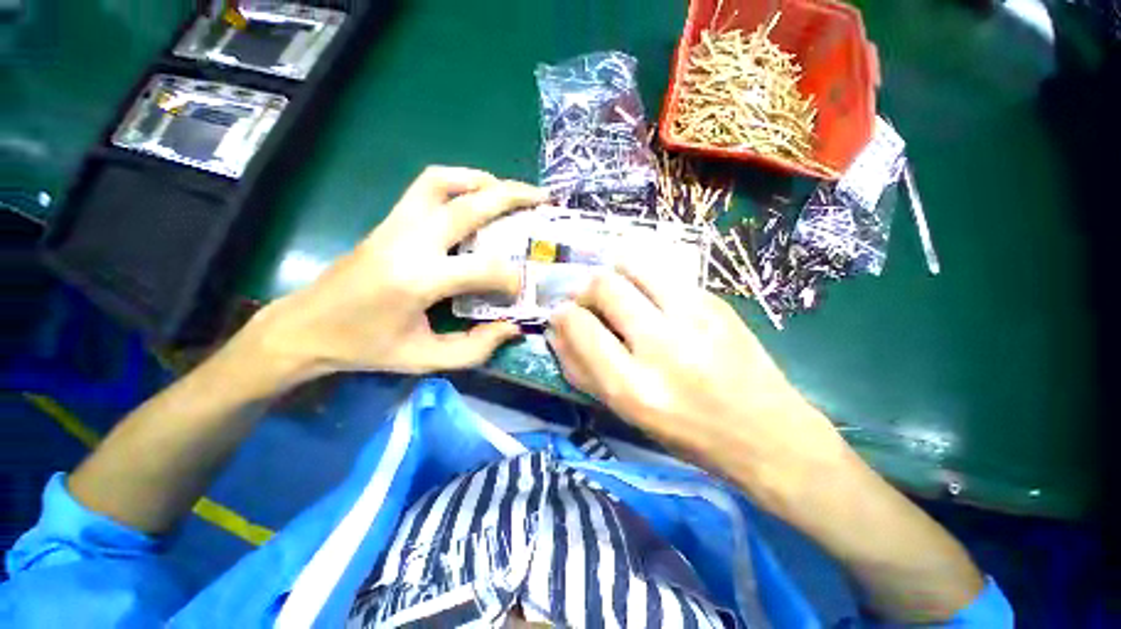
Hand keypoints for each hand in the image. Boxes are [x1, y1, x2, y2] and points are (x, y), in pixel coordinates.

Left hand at [243, 166, 546, 383]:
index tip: (522, 290)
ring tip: (508, 190)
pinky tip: (474, 195)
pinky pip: (426, 186)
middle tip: (542, 198)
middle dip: (512, 197)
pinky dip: (457, 181)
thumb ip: (475, 348)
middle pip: (468, 206)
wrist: (306, 327)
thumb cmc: (366, 348)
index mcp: (417, 280)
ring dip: (481, 180)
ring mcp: (396, 225)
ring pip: (442, 181)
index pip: (482, 268)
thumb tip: (513, 327)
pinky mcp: (389, 221)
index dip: (511, 278)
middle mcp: (408, 242)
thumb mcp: (425, 360)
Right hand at [546, 263, 845, 511]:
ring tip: (615, 286)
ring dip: (614, 270)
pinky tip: (648, 292)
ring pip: (635, 265)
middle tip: (588, 299)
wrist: (767, 434)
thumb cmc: (688, 434)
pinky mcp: (717, 303)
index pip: (580, 327)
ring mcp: (694, 318)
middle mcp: (662, 346)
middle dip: (586, 288)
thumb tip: (557, 332)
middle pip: (605, 286)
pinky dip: (644, 275)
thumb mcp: (626, 414)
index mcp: (634, 387)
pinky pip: (666, 272)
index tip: (562, 313)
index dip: (563, 314)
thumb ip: (583, 372)